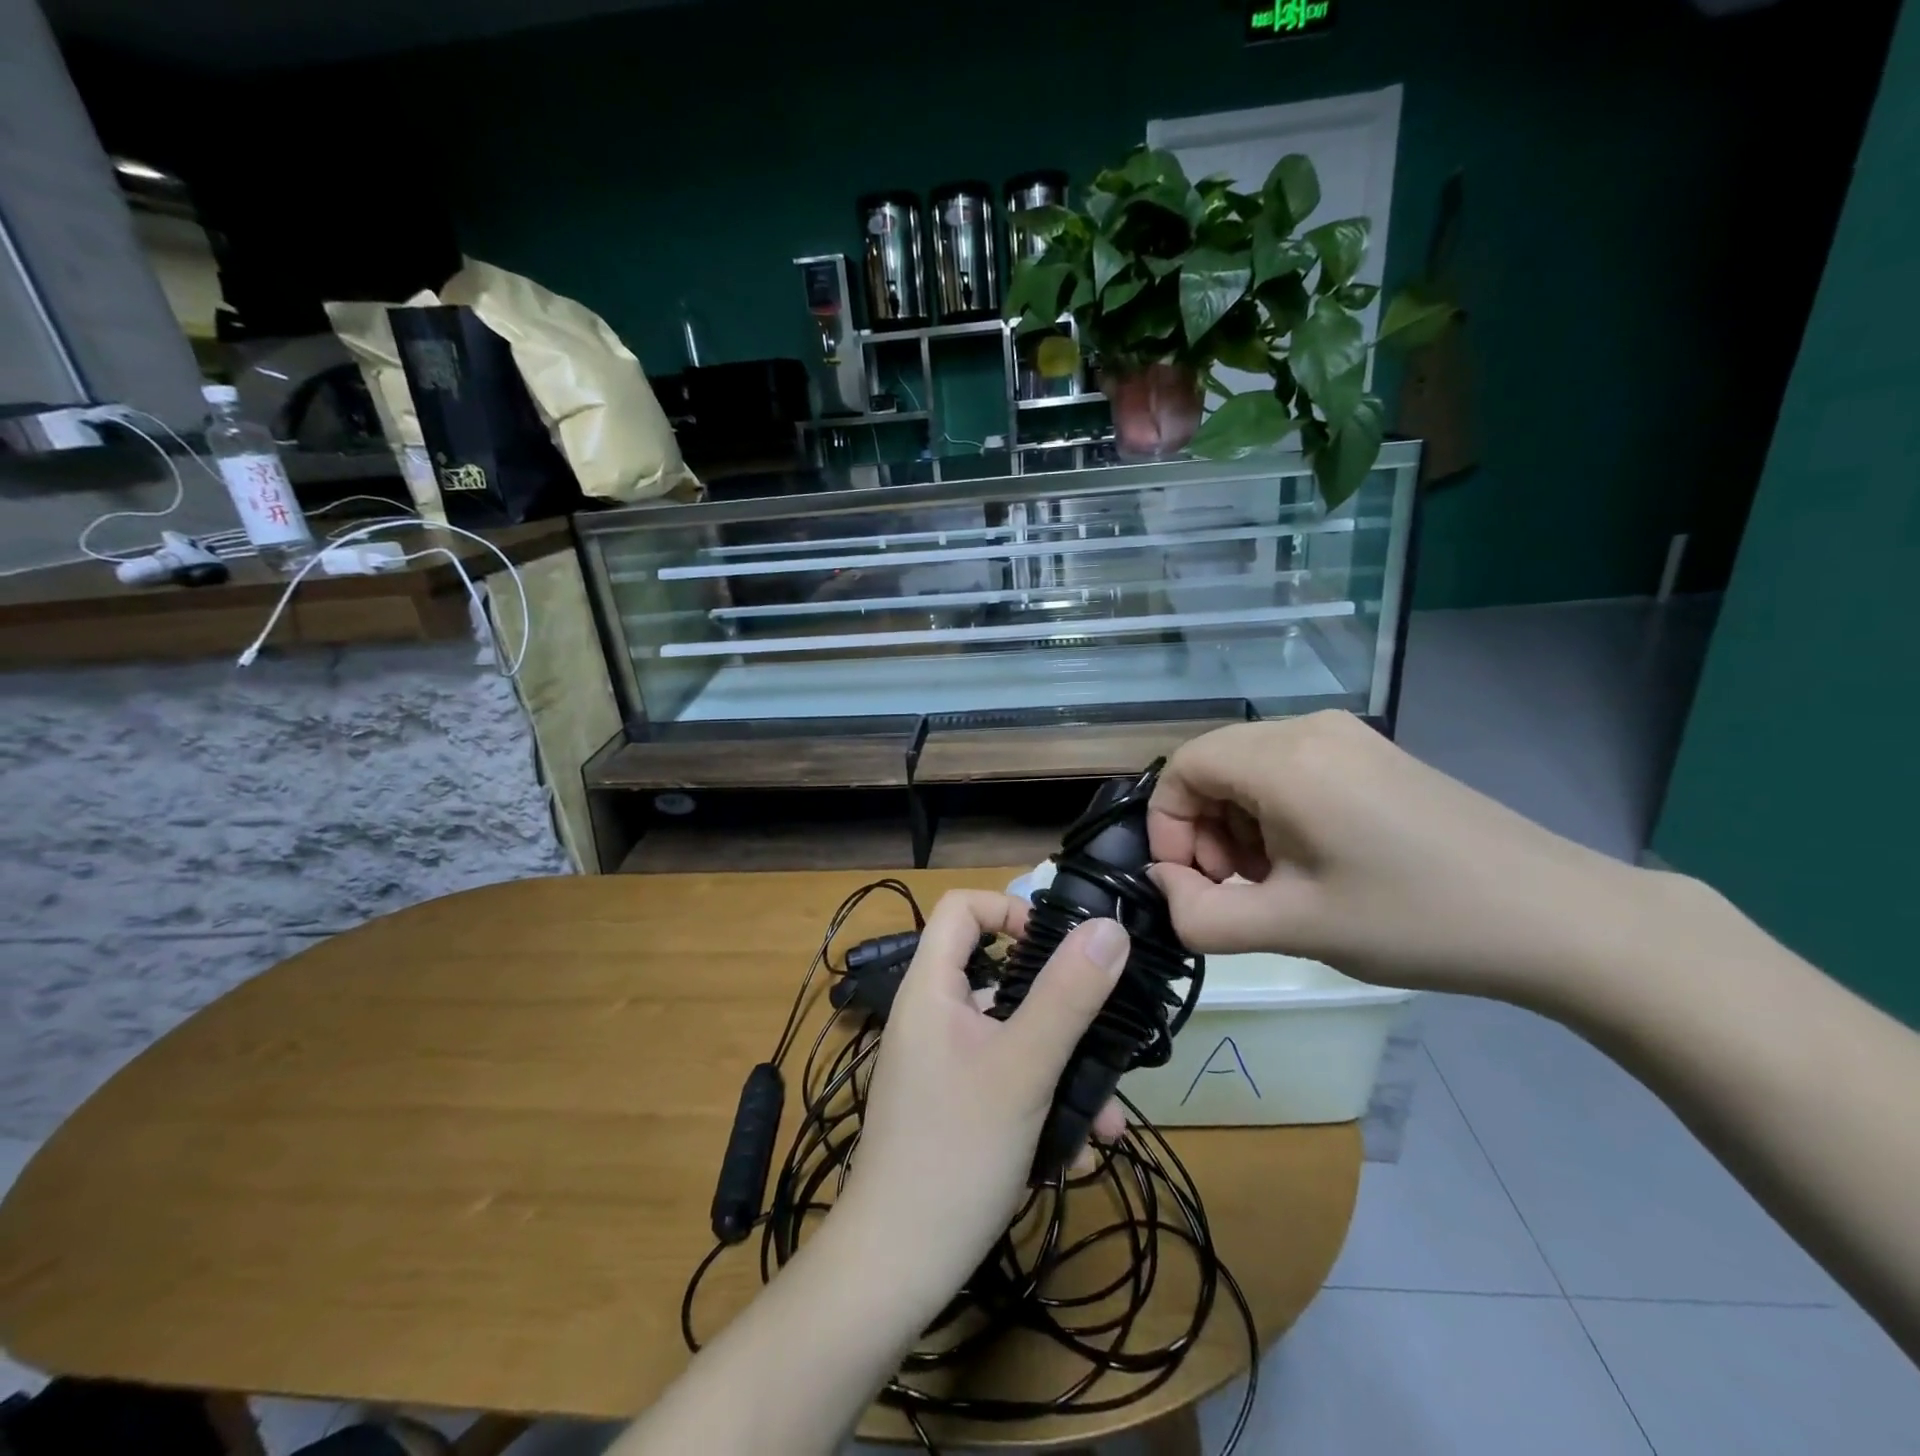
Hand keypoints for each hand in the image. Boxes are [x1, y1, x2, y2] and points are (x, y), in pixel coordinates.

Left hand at [837, 891, 1129, 1302]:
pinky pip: (1005, 1079)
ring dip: (1064, 1069)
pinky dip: (1043, 1101)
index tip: (1058, 944)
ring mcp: (942, 1063)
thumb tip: (1108, 927)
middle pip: (1000, 976)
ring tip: (1107, 1119)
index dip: (1008, 908)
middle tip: (1107, 1034)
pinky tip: (1079, 1152)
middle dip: (1062, 1008)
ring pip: (1014, 1038)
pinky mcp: (953, 1104)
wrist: (896, 1269)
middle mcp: (933, 1016)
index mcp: (932, 988)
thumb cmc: (955, 1151)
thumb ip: (1067, 995)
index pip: (961, 908)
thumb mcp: (1023, 1067)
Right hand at [1147, 712, 1646, 995]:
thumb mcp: (1293, 927)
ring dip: (1240, 825)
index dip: (1167, 826)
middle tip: (1238, 888)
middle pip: (1213, 766)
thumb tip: (1165, 888)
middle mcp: (1308, 729)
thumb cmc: (1414, 919)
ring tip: (1277, 882)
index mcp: (1285, 759)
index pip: (1182, 768)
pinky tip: (1313, 861)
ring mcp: (1346, 737)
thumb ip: (1203, 916)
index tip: (1193, 884)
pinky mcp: (1372, 754)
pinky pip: (1291, 771)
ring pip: (1250, 769)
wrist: (1557, 917)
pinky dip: (1276, 814)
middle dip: (1204, 830)